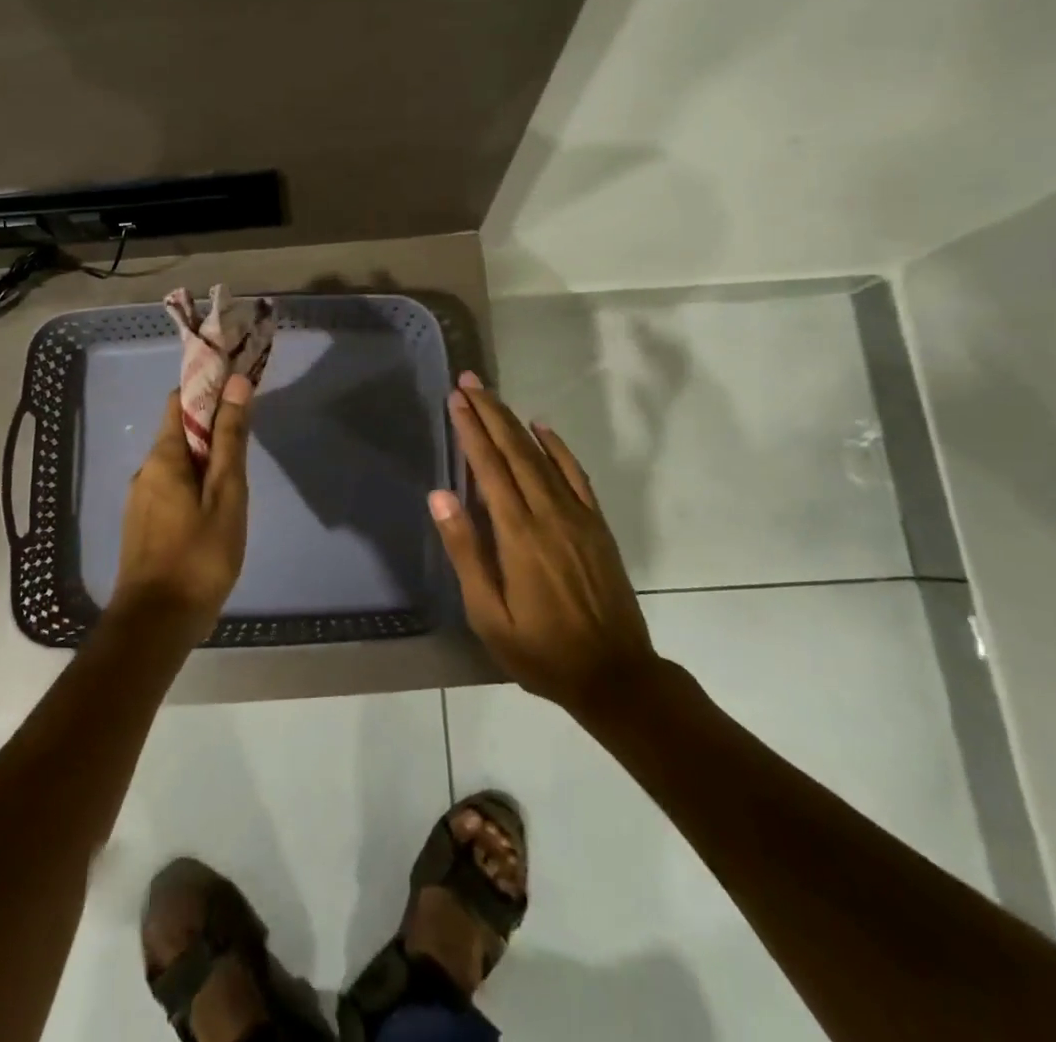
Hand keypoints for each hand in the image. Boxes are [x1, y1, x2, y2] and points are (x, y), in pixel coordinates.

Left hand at [112, 374, 253, 644]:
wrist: (156, 624)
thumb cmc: (199, 556)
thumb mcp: (226, 495)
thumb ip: (231, 440)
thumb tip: (237, 384)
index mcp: (163, 457)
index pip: (180, 400)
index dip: (209, 388)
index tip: (239, 388)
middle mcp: (145, 470)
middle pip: (178, 430)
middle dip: (211, 423)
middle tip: (249, 434)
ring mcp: (141, 498)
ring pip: (176, 461)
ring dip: (205, 456)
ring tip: (238, 473)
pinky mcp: (143, 523)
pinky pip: (171, 486)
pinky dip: (194, 481)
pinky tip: (216, 505)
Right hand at [430, 372, 658, 715]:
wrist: (616, 675)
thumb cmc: (540, 651)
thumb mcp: (488, 614)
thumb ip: (465, 551)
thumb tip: (440, 496)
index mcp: (518, 534)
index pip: (488, 468)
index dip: (470, 430)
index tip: (454, 399)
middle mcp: (548, 514)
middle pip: (514, 451)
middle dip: (490, 413)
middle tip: (469, 381)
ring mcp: (577, 516)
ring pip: (542, 456)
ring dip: (515, 423)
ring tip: (493, 397)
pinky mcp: (596, 525)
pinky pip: (575, 475)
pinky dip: (557, 447)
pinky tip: (542, 429)